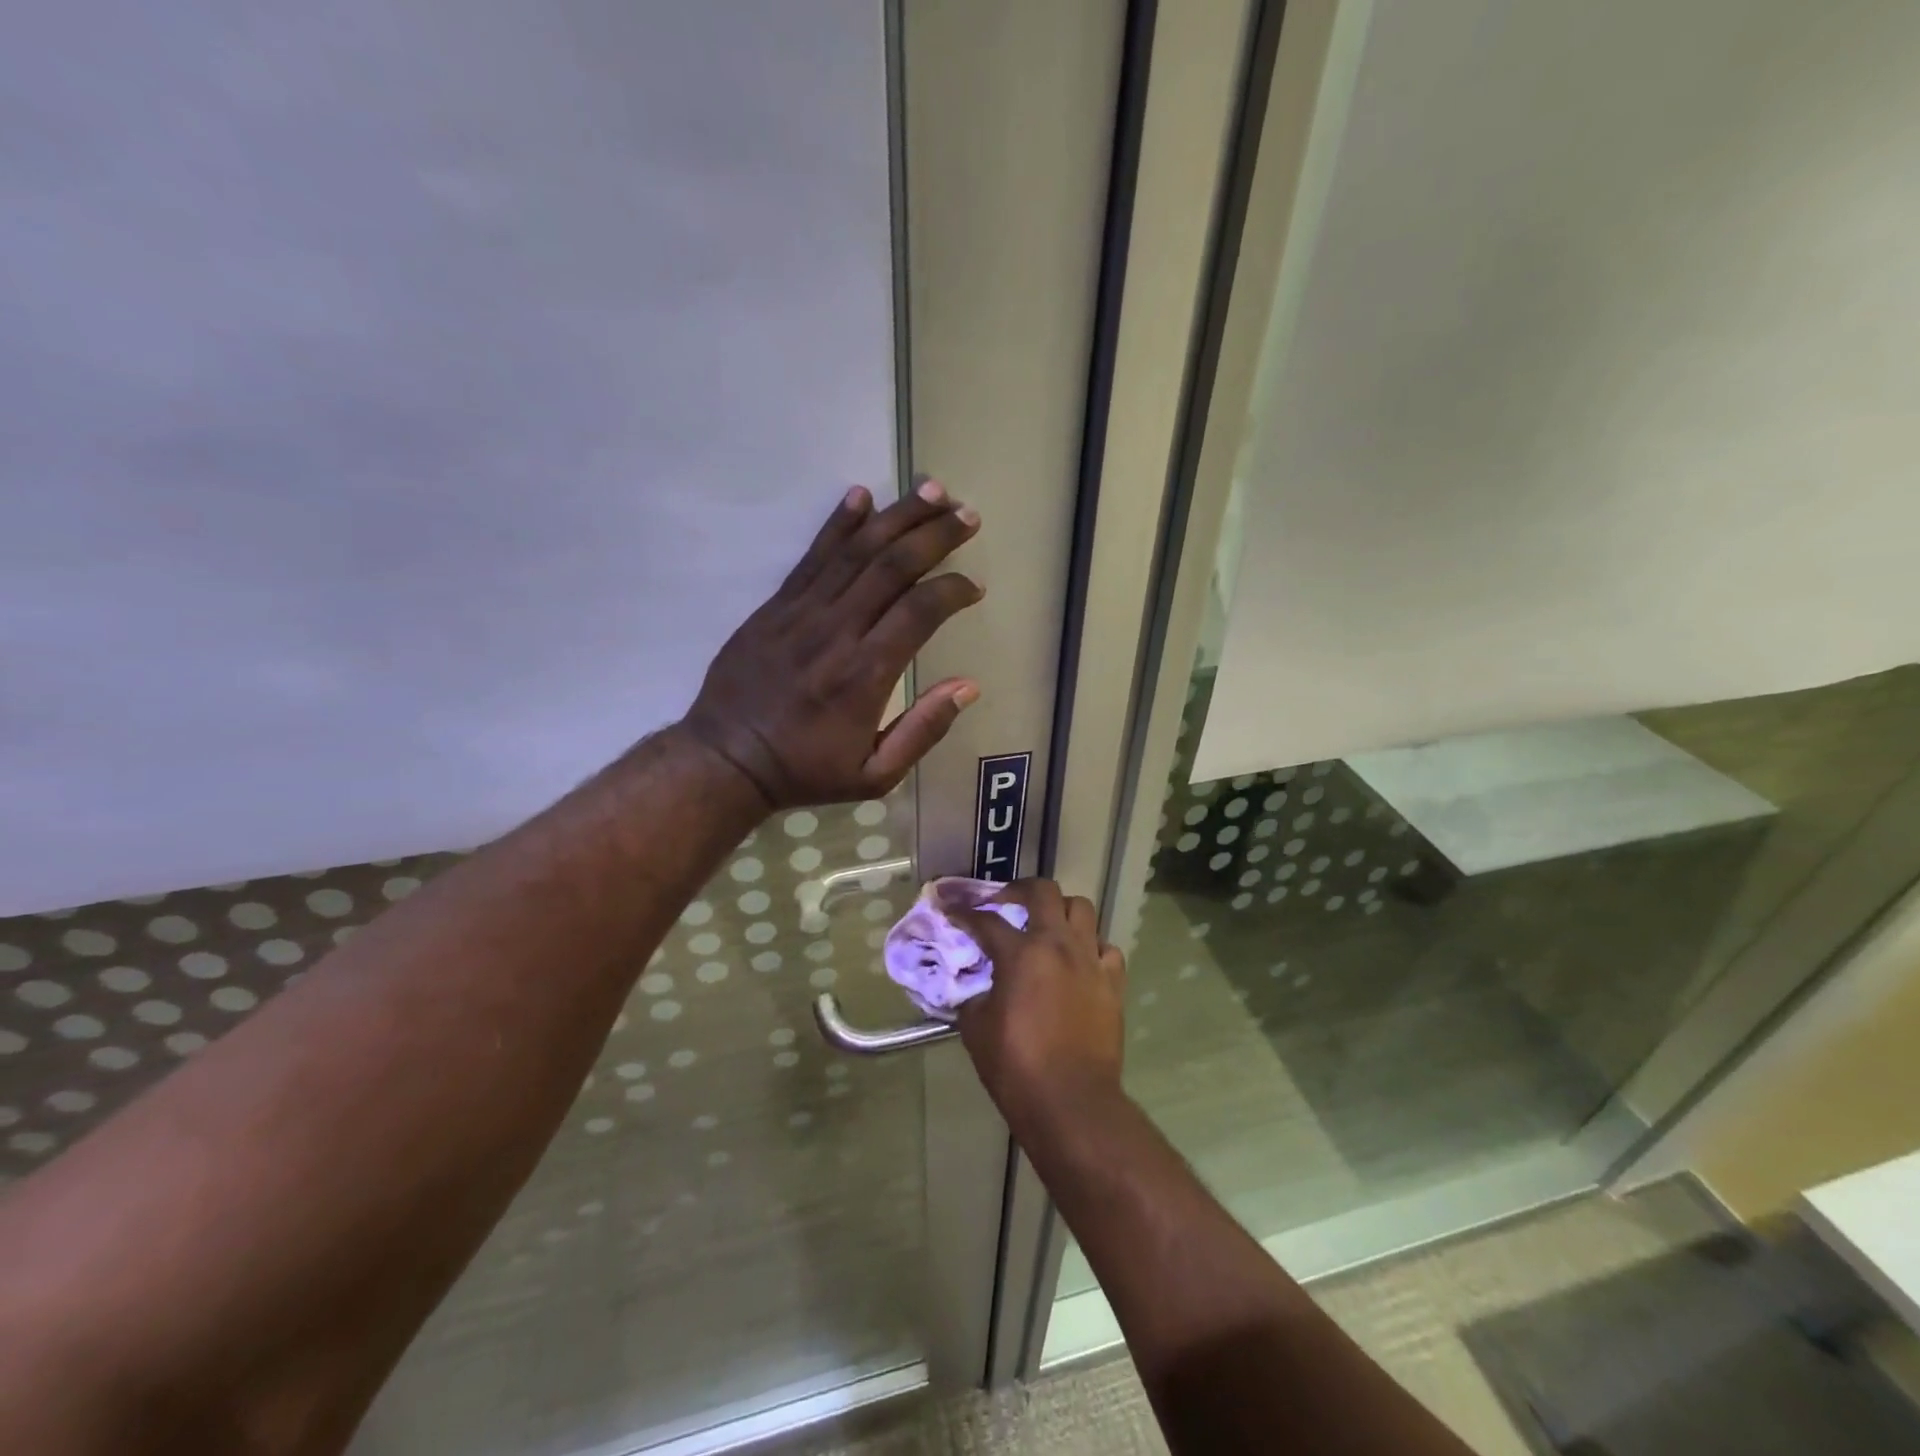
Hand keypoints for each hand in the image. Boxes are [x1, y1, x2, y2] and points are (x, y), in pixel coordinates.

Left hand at [681, 481, 983, 810]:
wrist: (726, 759)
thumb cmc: (806, 770)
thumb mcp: (875, 775)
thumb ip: (923, 731)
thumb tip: (968, 686)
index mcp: (866, 675)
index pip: (919, 611)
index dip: (952, 589)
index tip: (973, 586)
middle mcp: (837, 632)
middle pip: (892, 566)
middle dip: (934, 535)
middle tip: (966, 515)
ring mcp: (801, 613)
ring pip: (855, 551)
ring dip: (896, 517)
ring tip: (931, 490)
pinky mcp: (776, 606)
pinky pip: (811, 556)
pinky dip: (838, 523)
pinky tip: (860, 496)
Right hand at [950, 879, 1127, 1132]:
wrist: (1072, 1101)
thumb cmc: (1016, 1066)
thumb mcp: (976, 1028)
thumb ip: (973, 994)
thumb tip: (975, 984)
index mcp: (1022, 954)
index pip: (986, 920)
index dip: (963, 912)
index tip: (950, 909)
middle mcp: (1059, 945)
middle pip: (1044, 892)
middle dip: (1019, 890)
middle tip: (1005, 903)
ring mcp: (1090, 960)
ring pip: (1082, 909)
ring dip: (1060, 911)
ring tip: (1046, 926)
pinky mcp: (1113, 982)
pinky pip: (1105, 947)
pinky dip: (1090, 946)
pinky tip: (1078, 961)